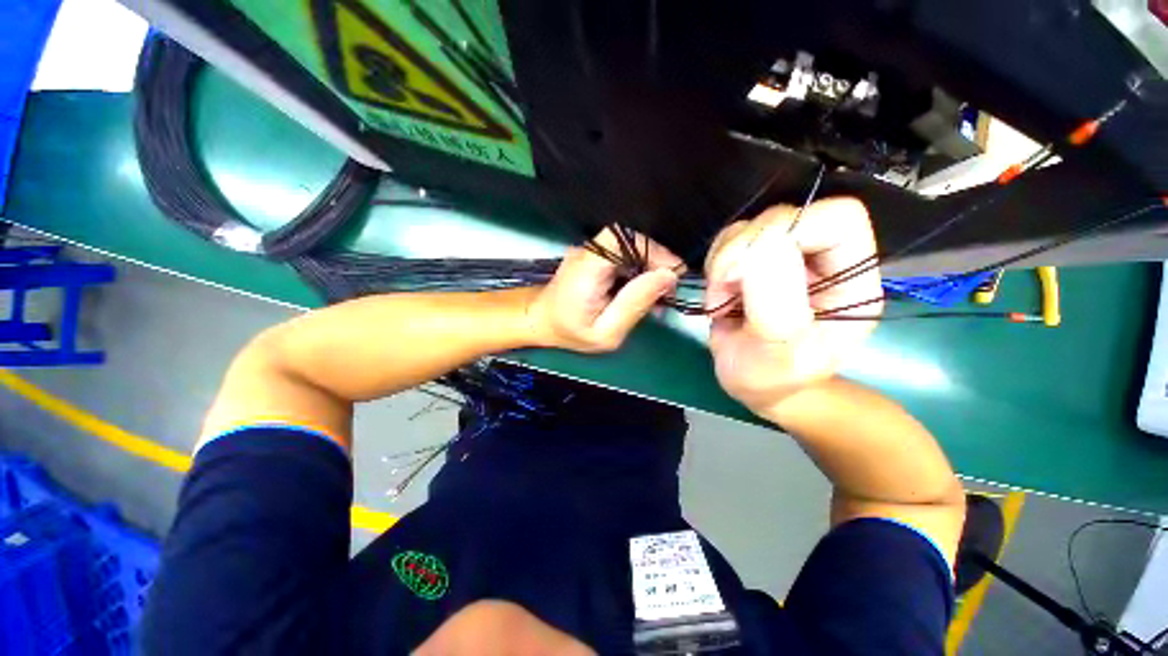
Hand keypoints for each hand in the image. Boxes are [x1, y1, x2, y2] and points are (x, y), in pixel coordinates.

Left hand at [528, 228, 680, 352]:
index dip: (653, 250)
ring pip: (630, 248)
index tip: (672, 275)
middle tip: (668, 291)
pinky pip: (623, 255)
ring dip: (649, 267)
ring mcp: (589, 251)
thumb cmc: (571, 332)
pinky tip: (642, 291)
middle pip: (631, 241)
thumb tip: (668, 277)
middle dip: (656, 262)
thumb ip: (634, 305)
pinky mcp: (593, 255)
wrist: (542, 321)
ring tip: (657, 295)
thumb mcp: (606, 333)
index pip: (623, 239)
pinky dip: (638, 270)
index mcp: (587, 270)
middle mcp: (587, 252)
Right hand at [704, 198, 881, 413]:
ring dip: (723, 260)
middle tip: (724, 287)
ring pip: (750, 227)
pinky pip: (729, 240)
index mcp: (849, 280)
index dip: (791, 230)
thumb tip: (759, 245)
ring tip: (721, 297)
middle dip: (741, 251)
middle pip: (783, 217)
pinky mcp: (754, 261)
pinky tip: (718, 291)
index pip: (838, 219)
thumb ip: (776, 299)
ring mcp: (785, 257)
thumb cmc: (772, 378)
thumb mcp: (779, 351)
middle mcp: (820, 260)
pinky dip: (714, 263)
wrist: (754, 383)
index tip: (746, 269)